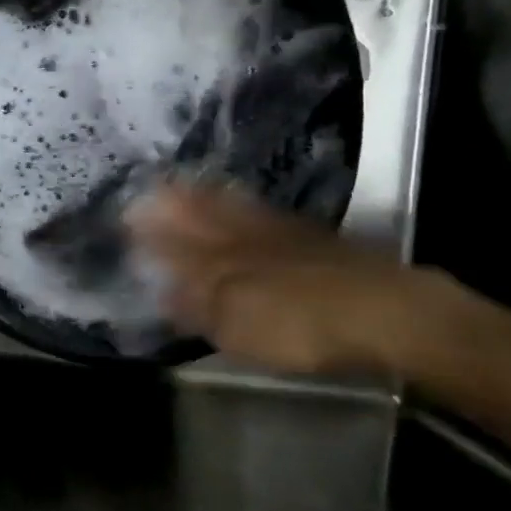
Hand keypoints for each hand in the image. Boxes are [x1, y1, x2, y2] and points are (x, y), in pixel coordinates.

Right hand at [127, 182, 464, 376]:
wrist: (383, 311)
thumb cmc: (299, 325)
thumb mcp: (236, 326)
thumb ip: (196, 306)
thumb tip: (162, 292)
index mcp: (220, 260)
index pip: (176, 241)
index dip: (152, 230)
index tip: (127, 214)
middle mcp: (244, 239)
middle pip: (203, 216)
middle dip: (175, 203)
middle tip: (152, 185)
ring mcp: (280, 234)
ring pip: (232, 209)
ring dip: (206, 198)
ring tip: (188, 184)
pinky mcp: (312, 239)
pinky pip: (262, 214)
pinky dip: (243, 204)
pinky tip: (242, 203)